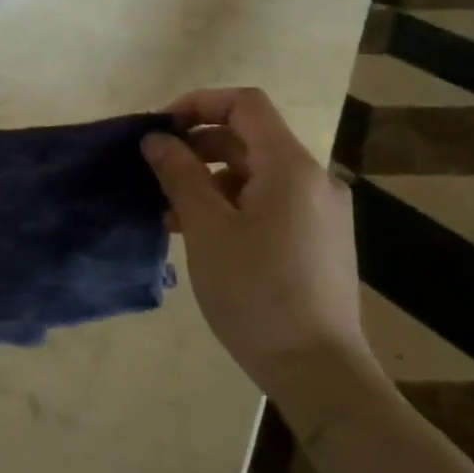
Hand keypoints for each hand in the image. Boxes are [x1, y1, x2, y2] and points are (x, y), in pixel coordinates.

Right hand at [141, 88, 378, 421]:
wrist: (317, 369)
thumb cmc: (256, 293)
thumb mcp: (207, 229)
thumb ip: (180, 175)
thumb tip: (156, 139)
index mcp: (291, 167)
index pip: (245, 105)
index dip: (198, 103)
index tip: (159, 128)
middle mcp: (313, 180)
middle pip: (249, 138)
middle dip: (197, 146)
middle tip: (154, 171)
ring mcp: (318, 212)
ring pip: (255, 173)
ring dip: (209, 179)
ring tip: (168, 210)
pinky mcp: (316, 240)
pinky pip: (267, 202)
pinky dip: (230, 204)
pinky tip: (199, 233)